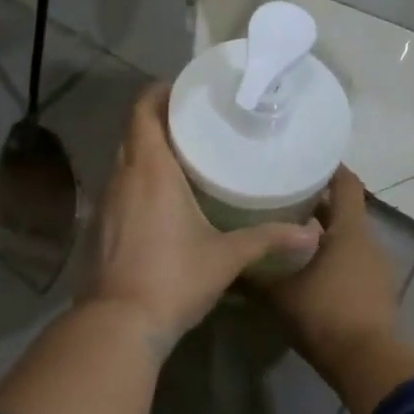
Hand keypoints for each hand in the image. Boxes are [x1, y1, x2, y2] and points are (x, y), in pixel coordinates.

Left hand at [82, 84, 321, 347]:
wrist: (120, 324)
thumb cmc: (174, 278)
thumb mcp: (227, 257)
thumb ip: (269, 240)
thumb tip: (313, 235)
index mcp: (150, 171)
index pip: (142, 112)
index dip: (157, 93)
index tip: (182, 90)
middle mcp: (122, 178)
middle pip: (133, 133)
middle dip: (157, 121)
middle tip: (192, 122)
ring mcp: (106, 204)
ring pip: (123, 163)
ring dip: (145, 153)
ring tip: (181, 155)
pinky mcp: (100, 228)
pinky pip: (119, 189)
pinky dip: (137, 182)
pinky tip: (160, 200)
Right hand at [257, 166, 402, 370]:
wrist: (367, 362)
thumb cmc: (324, 315)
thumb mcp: (279, 294)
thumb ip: (253, 275)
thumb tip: (226, 264)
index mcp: (349, 231)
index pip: (347, 184)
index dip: (329, 168)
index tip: (305, 160)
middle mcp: (368, 242)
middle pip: (344, 211)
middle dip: (316, 203)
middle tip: (282, 198)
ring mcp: (376, 268)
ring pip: (347, 238)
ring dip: (323, 233)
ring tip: (287, 233)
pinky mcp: (376, 291)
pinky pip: (352, 262)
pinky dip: (331, 258)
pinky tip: (306, 268)